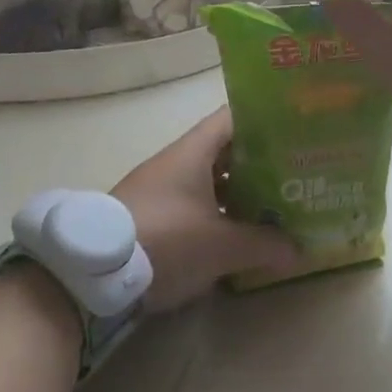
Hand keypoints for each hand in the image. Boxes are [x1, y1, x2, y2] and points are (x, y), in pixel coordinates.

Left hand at [113, 108, 298, 310]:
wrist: (92, 275)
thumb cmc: (166, 240)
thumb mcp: (221, 246)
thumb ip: (263, 244)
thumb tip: (299, 249)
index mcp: (194, 151)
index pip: (234, 117)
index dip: (264, 118)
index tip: (294, 129)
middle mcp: (177, 161)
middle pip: (226, 150)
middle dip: (259, 161)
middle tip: (294, 172)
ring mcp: (161, 188)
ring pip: (210, 179)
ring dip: (238, 190)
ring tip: (274, 204)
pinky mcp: (151, 215)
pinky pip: (194, 203)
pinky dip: (217, 212)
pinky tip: (237, 232)